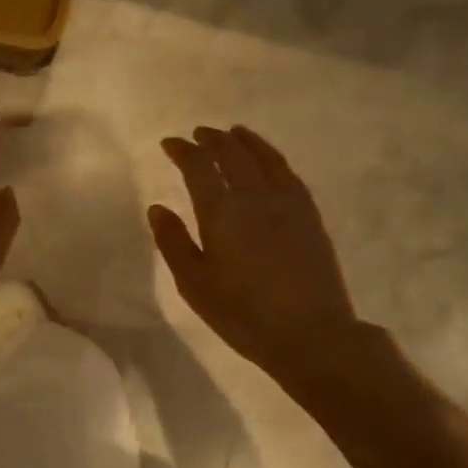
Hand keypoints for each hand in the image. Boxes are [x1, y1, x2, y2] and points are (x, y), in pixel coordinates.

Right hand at [150, 126, 363, 384]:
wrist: (310, 333)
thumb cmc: (242, 314)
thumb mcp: (195, 284)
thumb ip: (174, 242)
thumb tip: (157, 208)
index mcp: (222, 213)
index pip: (199, 168)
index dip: (183, 151)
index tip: (169, 144)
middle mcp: (255, 197)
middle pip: (233, 155)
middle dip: (212, 140)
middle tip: (198, 134)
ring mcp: (287, 203)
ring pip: (264, 158)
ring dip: (245, 142)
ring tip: (233, 134)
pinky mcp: (310, 215)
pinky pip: (288, 173)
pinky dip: (272, 158)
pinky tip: (269, 162)